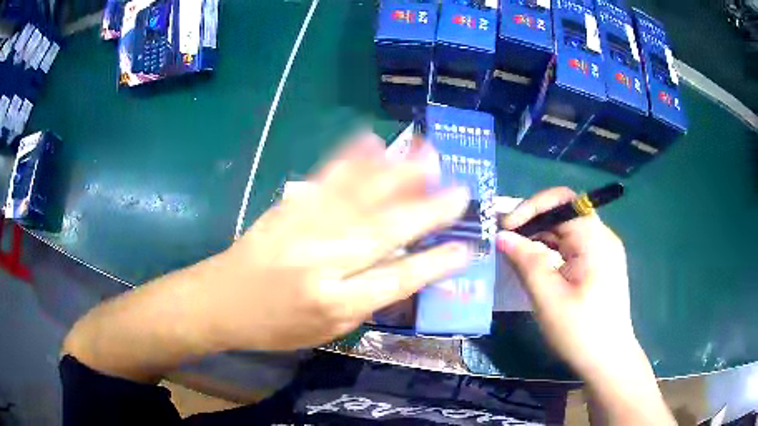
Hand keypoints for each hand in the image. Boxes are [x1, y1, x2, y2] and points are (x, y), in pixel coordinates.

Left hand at [207, 132, 471, 350]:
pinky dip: (351, 158)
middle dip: (429, 210)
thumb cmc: (273, 327)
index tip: (465, 247)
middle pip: (386, 230)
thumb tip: (399, 274)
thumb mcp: (324, 333)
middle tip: (462, 190)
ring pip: (361, 195)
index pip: (398, 280)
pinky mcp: (287, 208)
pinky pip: (325, 179)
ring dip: (398, 171)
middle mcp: (324, 261)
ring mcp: (303, 228)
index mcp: (335, 303)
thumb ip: (363, 305)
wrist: (219, 301)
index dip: (435, 263)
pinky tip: (370, 141)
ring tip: (428, 152)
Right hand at [496, 187, 636, 377]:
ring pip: (567, 230)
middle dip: (532, 222)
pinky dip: (552, 250)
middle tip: (505, 241)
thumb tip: (502, 236)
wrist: (608, 360)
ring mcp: (603, 251)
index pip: (562, 201)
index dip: (531, 207)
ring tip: (515, 253)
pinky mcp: (600, 265)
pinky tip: (536, 265)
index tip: (506, 227)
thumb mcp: (548, 297)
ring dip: (540, 237)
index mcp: (595, 239)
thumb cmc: (580, 331)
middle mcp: (602, 237)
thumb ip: (526, 261)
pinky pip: (572, 246)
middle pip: (564, 213)